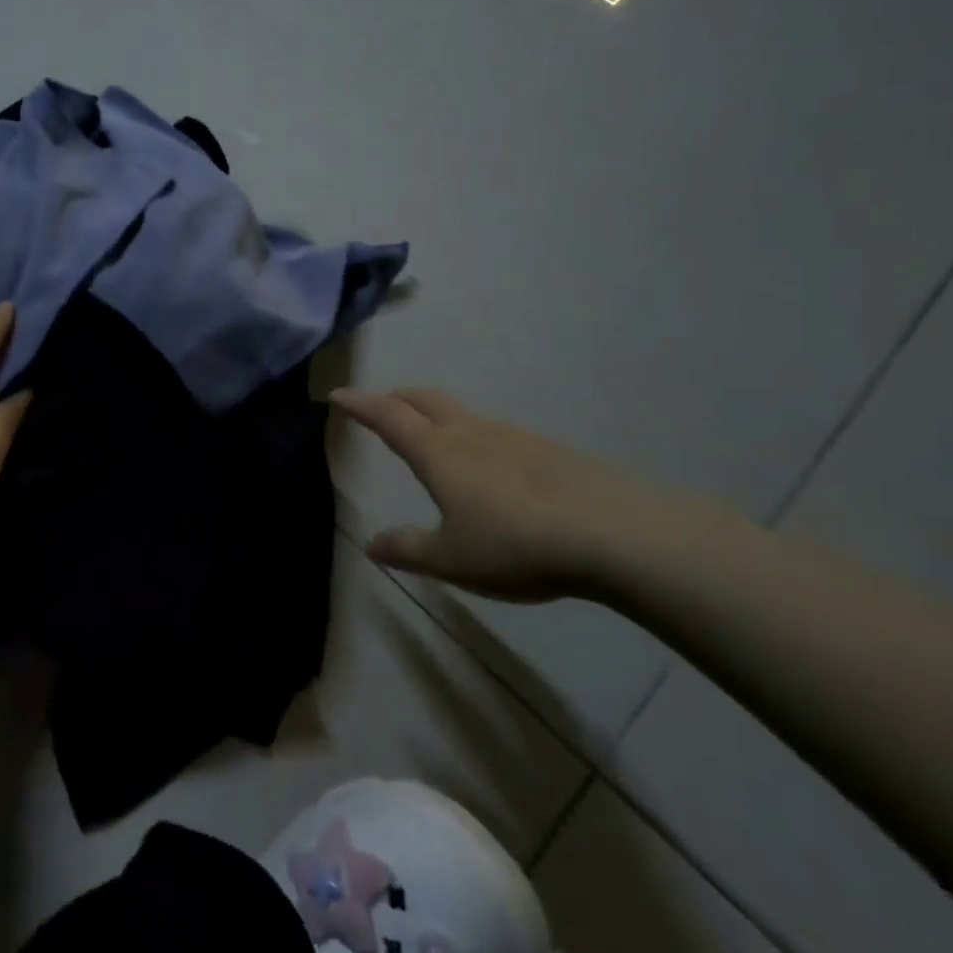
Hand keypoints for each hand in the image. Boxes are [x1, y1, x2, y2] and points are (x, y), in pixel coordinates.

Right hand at [329, 387, 722, 600]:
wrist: (614, 534)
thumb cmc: (516, 545)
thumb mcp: (451, 559)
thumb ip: (409, 549)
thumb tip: (372, 543)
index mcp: (438, 453)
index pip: (388, 417)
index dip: (360, 404)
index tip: (338, 394)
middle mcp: (471, 434)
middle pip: (425, 400)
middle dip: (397, 397)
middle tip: (382, 403)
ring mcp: (513, 438)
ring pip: (462, 413)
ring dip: (436, 414)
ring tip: (432, 435)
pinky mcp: (548, 450)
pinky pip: (495, 432)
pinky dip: (473, 435)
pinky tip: (488, 465)